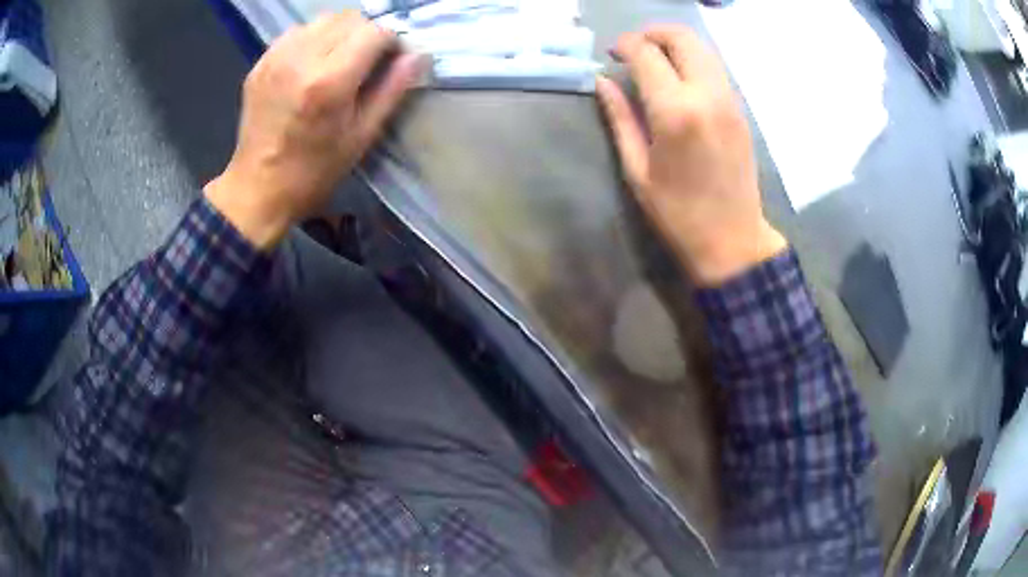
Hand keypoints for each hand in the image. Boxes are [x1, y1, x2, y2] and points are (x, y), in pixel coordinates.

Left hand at [205, 11, 423, 248]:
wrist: (258, 188)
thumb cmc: (315, 170)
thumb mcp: (362, 136)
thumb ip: (392, 89)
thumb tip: (418, 55)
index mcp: (330, 81)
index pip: (375, 32)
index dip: (391, 42)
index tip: (392, 61)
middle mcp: (302, 59)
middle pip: (350, 19)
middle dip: (367, 34)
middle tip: (367, 61)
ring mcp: (277, 58)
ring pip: (323, 20)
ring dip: (341, 33)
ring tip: (339, 60)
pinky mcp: (261, 63)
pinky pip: (298, 32)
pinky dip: (314, 39)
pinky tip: (313, 63)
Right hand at [596, 25, 786, 284]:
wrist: (733, 240)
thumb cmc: (678, 213)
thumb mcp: (637, 169)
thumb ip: (620, 117)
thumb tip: (603, 81)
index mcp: (675, 112)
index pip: (647, 53)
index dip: (625, 45)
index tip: (612, 54)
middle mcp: (706, 95)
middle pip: (682, 37)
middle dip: (653, 33)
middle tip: (634, 49)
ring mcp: (729, 101)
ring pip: (703, 48)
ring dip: (675, 44)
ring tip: (655, 61)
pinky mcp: (740, 110)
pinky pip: (715, 68)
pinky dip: (693, 60)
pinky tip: (678, 80)